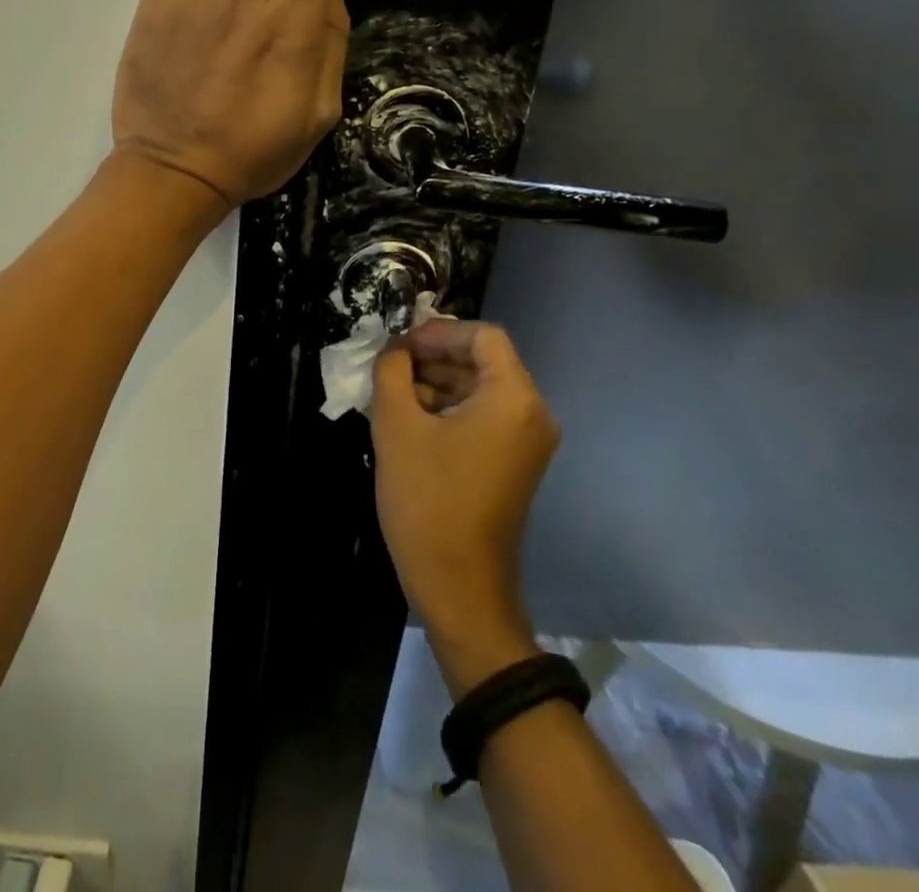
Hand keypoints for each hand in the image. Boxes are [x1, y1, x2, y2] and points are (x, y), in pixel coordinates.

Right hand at [371, 319, 559, 696]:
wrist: (459, 587)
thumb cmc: (428, 499)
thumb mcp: (397, 424)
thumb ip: (392, 370)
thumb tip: (394, 349)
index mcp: (514, 398)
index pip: (482, 336)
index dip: (437, 331)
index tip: (398, 346)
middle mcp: (531, 414)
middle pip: (482, 361)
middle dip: (432, 357)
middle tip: (387, 368)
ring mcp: (525, 442)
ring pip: (478, 389)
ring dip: (434, 383)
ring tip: (390, 395)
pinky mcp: (512, 464)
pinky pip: (481, 417)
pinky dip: (446, 410)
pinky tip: (407, 421)